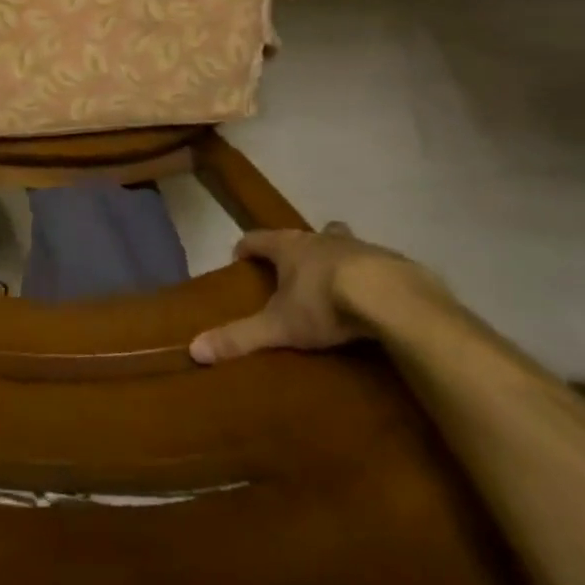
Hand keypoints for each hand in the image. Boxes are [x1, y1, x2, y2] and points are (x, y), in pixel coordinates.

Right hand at [188, 222, 406, 364]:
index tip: (239, 258)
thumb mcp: (279, 326)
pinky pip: (370, 262)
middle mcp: (318, 238)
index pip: (256, 239)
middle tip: (291, 269)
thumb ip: (239, 336)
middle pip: (300, 236)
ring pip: (337, 242)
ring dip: (331, 255)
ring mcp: (355, 245)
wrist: (390, 296)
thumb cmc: (324, 303)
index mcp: (288, 247)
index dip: (246, 247)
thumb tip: (194, 349)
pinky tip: (371, 295)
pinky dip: (365, 274)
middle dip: (294, 248)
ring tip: (332, 279)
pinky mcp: (388, 260)